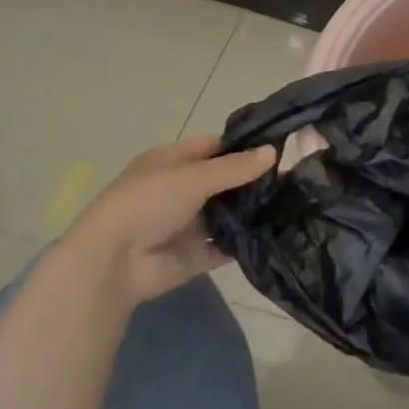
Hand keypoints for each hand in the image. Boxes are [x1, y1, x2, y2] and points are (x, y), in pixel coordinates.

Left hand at [63, 136, 274, 307]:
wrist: (114, 262)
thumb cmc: (148, 203)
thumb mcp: (193, 177)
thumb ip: (235, 168)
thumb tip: (273, 152)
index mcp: (172, 162)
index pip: (213, 147)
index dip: (243, 146)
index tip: (279, 148)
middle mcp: (180, 190)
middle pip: (224, 181)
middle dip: (253, 181)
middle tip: (294, 179)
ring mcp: (188, 224)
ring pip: (227, 214)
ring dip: (251, 211)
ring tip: (293, 205)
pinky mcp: (195, 255)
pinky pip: (225, 246)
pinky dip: (244, 242)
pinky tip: (275, 234)